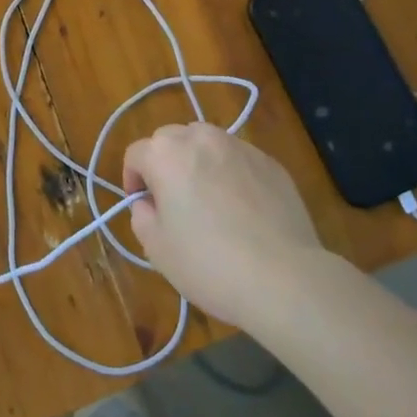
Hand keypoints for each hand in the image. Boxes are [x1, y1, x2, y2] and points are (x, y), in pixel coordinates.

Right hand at [123, 123, 322, 328]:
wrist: (283, 277)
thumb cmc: (209, 263)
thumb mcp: (157, 249)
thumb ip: (142, 216)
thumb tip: (149, 203)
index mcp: (166, 154)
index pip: (136, 154)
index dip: (133, 179)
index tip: (143, 205)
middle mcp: (201, 138)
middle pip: (170, 139)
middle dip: (164, 163)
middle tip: (173, 201)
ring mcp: (240, 147)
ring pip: (207, 143)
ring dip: (198, 162)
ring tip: (209, 199)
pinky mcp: (270, 162)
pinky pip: (239, 159)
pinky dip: (231, 173)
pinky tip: (243, 209)